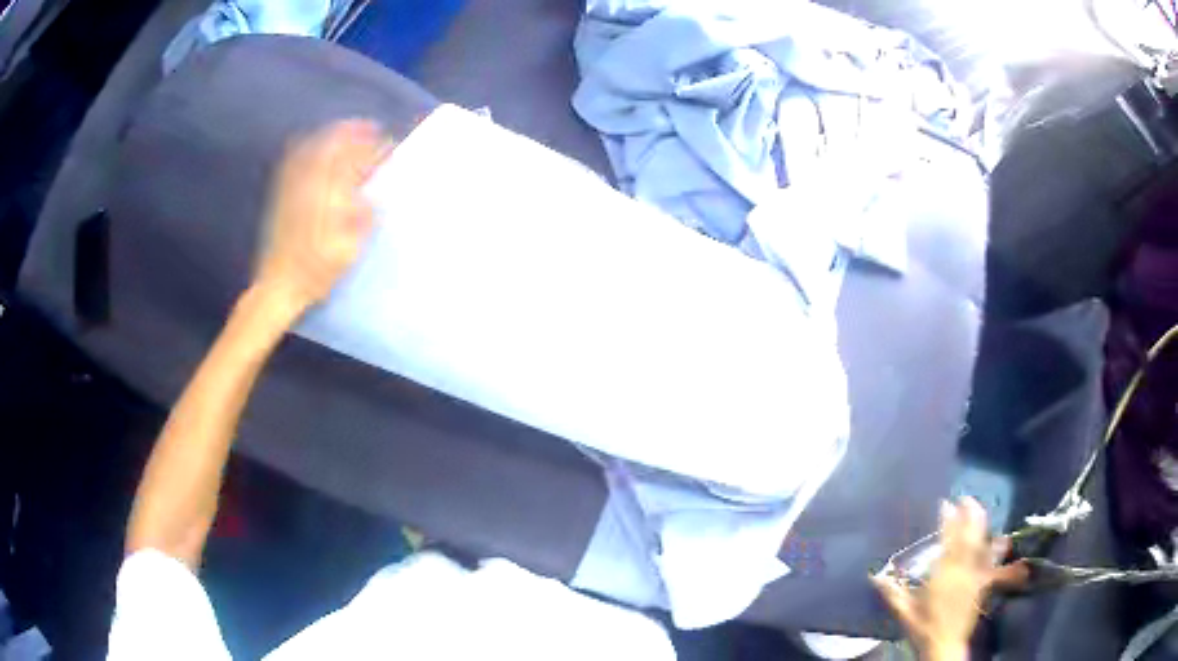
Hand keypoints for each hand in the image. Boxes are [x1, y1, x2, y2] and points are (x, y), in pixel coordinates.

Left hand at [254, 119, 389, 315]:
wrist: (278, 286)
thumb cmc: (316, 272)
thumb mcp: (348, 252)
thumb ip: (363, 220)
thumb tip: (375, 197)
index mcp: (327, 195)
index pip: (355, 160)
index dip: (374, 149)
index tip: (390, 146)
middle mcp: (308, 184)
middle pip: (333, 145)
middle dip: (355, 133)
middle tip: (372, 128)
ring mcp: (292, 186)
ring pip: (313, 147)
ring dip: (333, 134)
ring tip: (348, 130)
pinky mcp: (281, 193)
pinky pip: (294, 158)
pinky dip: (308, 145)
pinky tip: (316, 145)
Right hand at [872, 498, 994, 660]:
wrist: (945, 645)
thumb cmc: (923, 628)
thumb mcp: (904, 612)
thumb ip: (892, 592)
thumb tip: (874, 575)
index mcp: (943, 574)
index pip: (949, 539)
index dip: (948, 520)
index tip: (945, 504)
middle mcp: (962, 569)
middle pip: (970, 535)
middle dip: (970, 515)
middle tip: (966, 498)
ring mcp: (975, 575)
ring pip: (982, 543)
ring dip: (981, 525)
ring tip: (979, 510)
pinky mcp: (982, 584)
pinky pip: (990, 559)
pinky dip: (992, 546)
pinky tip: (996, 538)